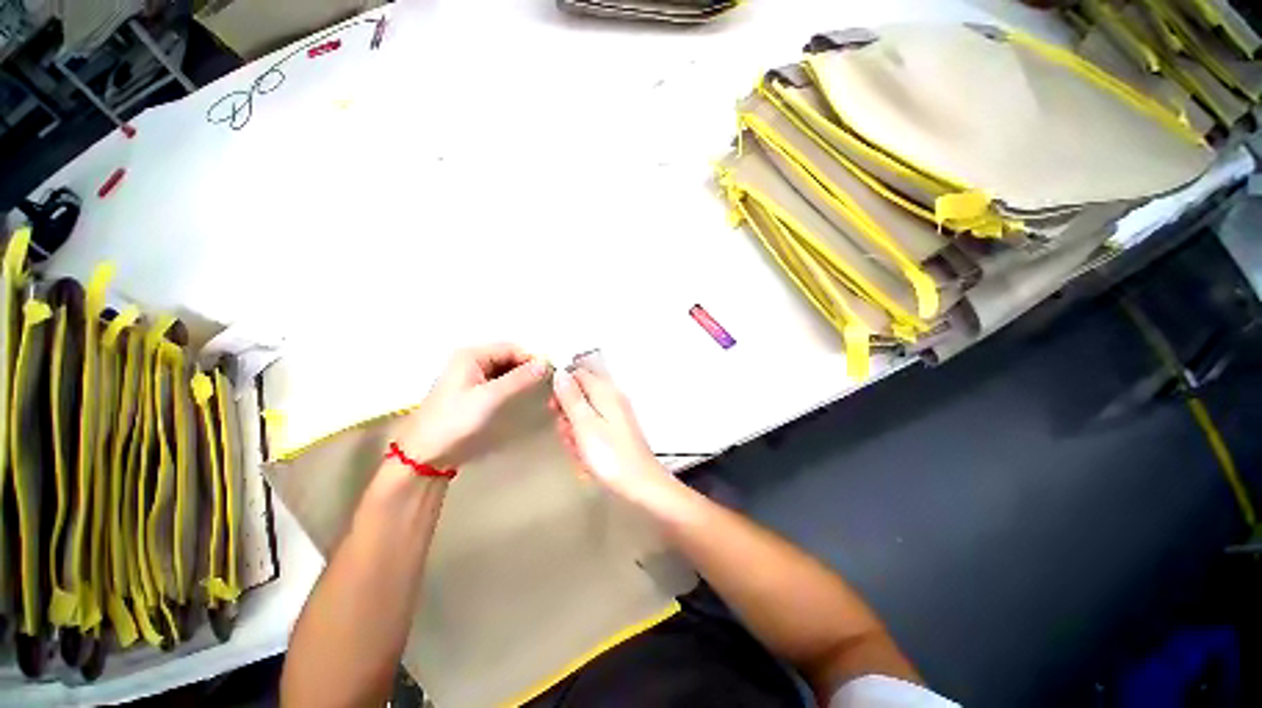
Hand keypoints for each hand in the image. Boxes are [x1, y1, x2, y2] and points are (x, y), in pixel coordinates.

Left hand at [396, 343, 549, 468]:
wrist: (425, 455)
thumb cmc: (455, 421)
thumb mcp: (490, 398)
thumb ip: (519, 379)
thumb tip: (547, 362)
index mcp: (472, 355)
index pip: (512, 348)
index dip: (531, 359)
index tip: (549, 376)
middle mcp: (470, 360)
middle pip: (508, 357)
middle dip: (526, 369)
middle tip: (544, 386)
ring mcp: (470, 376)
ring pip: (505, 370)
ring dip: (520, 378)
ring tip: (535, 393)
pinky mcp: (471, 391)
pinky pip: (498, 381)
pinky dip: (511, 386)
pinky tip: (520, 397)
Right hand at [551, 367, 677, 505]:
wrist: (639, 484)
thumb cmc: (612, 456)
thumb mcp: (584, 424)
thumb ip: (570, 397)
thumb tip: (560, 374)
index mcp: (606, 392)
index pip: (577, 375)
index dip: (561, 389)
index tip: (555, 408)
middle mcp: (612, 399)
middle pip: (579, 397)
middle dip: (568, 417)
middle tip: (570, 434)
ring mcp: (615, 416)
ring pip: (583, 417)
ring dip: (575, 434)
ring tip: (580, 450)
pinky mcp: (616, 432)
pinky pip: (592, 431)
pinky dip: (586, 443)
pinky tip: (587, 458)